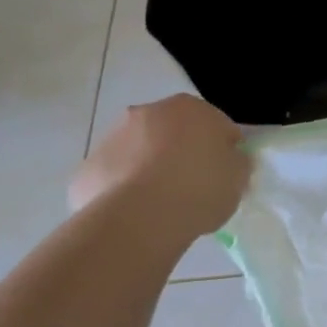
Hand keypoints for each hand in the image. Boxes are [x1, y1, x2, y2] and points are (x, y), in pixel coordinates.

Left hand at [70, 93, 251, 234]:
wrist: (139, 218)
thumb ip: (237, 162)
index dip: (224, 151)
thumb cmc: (199, 189)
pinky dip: (123, 191)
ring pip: (139, 152)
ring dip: (149, 169)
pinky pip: (114, 178)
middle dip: (182, 153)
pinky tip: (134, 216)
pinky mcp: (87, 168)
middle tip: (192, 188)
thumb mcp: (239, 178)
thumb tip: (230, 159)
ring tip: (161, 207)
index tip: (225, 176)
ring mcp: (113, 138)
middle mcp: (149, 112)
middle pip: (173, 133)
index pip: (217, 125)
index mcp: (192, 107)